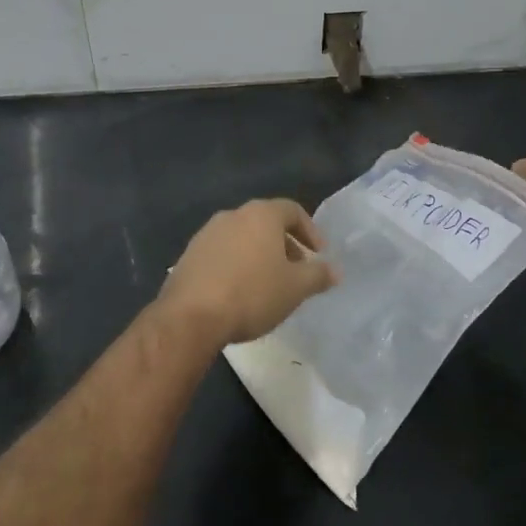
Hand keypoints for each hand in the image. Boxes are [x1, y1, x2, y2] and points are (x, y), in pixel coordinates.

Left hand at [158, 199, 338, 347]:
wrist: (191, 316)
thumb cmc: (252, 294)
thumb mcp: (295, 288)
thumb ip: (318, 275)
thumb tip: (336, 270)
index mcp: (261, 214)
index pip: (292, 210)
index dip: (310, 230)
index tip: (319, 254)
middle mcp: (233, 215)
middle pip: (266, 222)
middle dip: (285, 244)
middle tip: (296, 271)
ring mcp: (207, 233)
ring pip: (242, 237)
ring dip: (259, 255)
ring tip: (268, 284)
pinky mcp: (189, 254)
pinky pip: (222, 253)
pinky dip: (236, 265)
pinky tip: (239, 292)